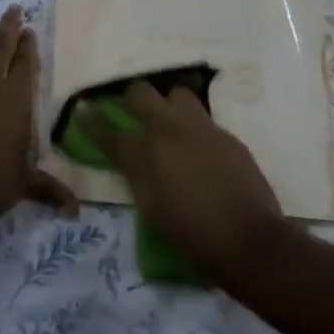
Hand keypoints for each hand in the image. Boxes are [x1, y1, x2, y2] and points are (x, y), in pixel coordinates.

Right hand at [83, 82, 287, 282]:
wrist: (248, 240)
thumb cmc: (192, 235)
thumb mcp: (151, 210)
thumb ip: (138, 177)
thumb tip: (133, 160)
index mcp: (144, 153)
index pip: (109, 130)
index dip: (92, 120)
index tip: (84, 110)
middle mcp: (169, 130)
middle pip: (141, 93)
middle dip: (131, 98)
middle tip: (132, 109)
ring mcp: (201, 128)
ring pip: (177, 94)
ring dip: (169, 104)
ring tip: (171, 123)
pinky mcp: (226, 135)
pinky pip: (204, 119)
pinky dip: (195, 128)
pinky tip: (200, 149)